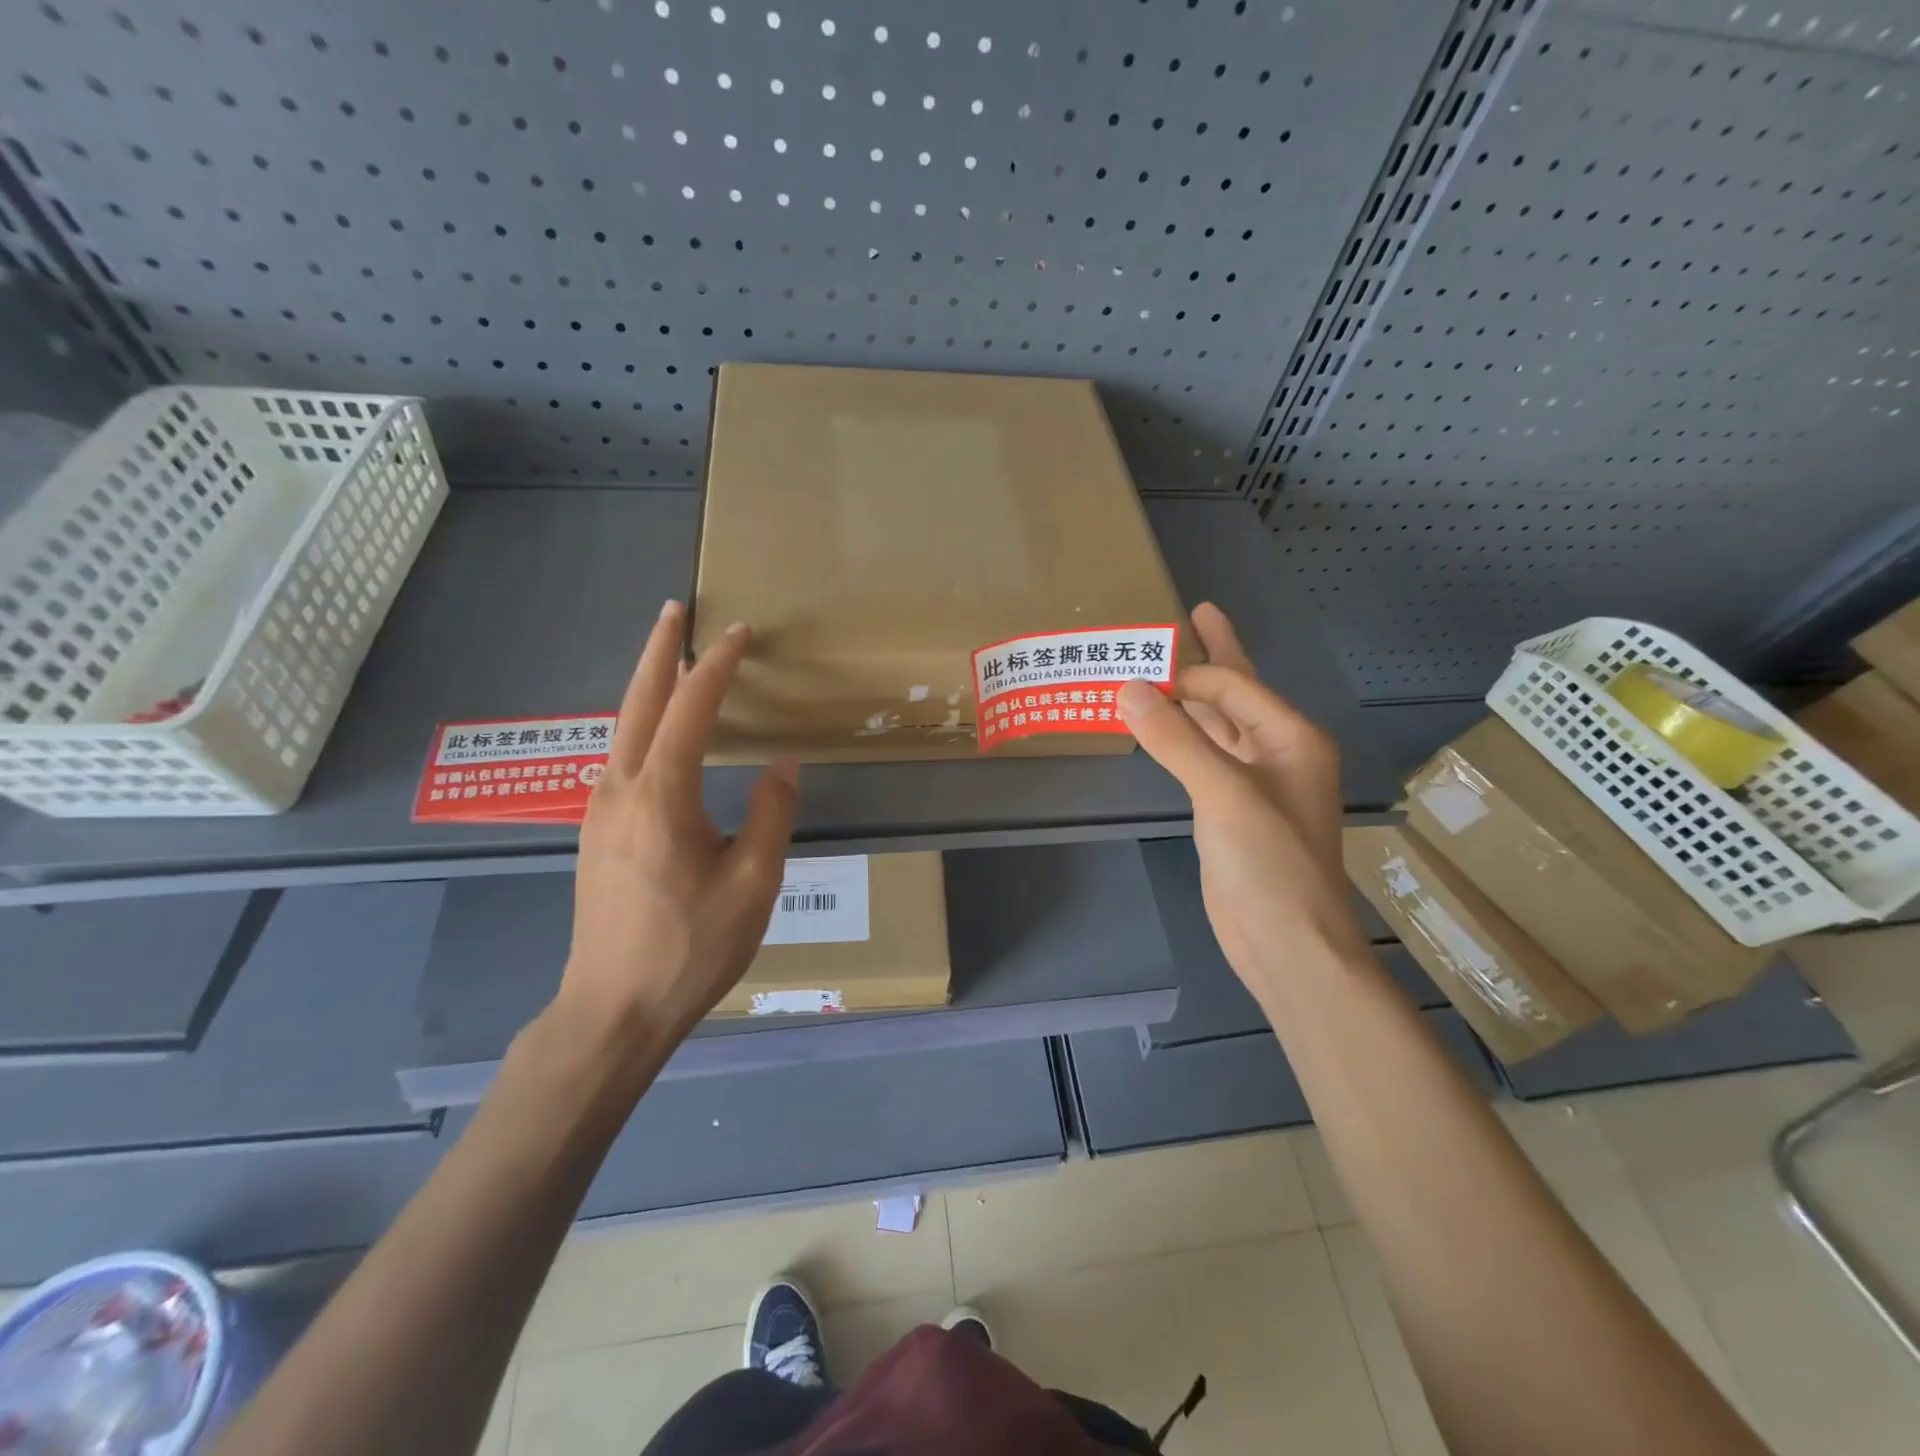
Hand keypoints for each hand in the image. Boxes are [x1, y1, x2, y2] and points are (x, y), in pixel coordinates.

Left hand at [554, 600, 799, 1050]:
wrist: (612, 1010)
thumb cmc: (690, 948)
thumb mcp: (753, 884)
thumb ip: (771, 815)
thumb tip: (782, 764)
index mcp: (661, 796)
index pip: (690, 709)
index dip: (716, 666)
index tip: (739, 632)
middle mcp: (620, 790)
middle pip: (638, 702)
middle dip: (659, 651)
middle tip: (675, 610)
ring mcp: (599, 811)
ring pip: (622, 727)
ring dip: (646, 685)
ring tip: (670, 658)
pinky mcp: (597, 833)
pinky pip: (620, 756)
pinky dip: (640, 723)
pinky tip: (655, 731)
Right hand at [1117, 602, 1366, 983]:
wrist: (1285, 942)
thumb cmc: (1268, 862)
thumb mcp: (1222, 792)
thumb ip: (1175, 738)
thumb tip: (1128, 688)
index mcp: (1290, 737)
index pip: (1232, 685)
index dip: (1187, 671)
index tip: (1136, 667)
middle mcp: (1277, 751)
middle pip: (1236, 693)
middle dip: (1212, 658)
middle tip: (1192, 615)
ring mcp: (1254, 782)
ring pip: (1218, 726)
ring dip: (1190, 699)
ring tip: (1161, 666)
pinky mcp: (1230, 809)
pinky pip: (1203, 758)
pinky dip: (1180, 738)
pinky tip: (1161, 725)